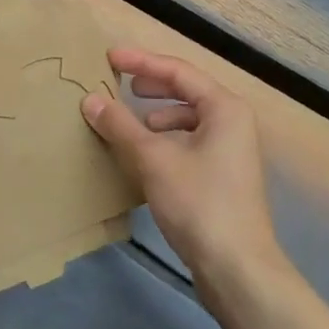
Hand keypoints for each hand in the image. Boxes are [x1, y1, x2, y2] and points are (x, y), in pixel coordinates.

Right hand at [81, 49, 282, 287]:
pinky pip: (191, 142)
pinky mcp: (225, 178)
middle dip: (151, 85)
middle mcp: (233, 122)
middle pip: (187, 90)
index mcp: (224, 107)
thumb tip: (90, 99)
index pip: (178, 71)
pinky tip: (147, 157)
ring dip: (158, 116)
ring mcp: (232, 151)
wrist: (238, 271)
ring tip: (131, 123)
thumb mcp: (153, 160)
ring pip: (189, 119)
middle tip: (120, 83)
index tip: (109, 58)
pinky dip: (167, 141)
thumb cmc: (199, 203)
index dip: (141, 62)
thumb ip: (121, 126)